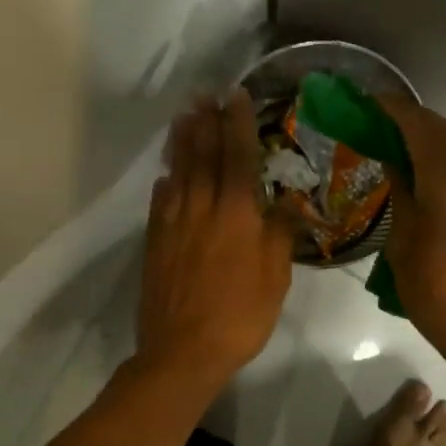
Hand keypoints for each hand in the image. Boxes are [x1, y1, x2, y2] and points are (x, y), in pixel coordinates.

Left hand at [136, 89, 294, 391]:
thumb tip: (289, 200)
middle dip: (206, 123)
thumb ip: (280, 233)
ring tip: (183, 117)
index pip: (237, 157)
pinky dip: (164, 182)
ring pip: (177, 173)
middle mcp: (201, 208)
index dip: (237, 124)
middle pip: (202, 156)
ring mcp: (173, 224)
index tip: (235, 96)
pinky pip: (159, 202)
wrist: (183, 351)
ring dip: (181, 143)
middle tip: (204, 95)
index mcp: (235, 213)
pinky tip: (165, 176)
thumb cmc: (240, 314)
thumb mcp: (275, 276)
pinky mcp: (155, 243)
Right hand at [377, 96, 445, 369]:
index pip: (420, 127)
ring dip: (431, 142)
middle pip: (444, 133)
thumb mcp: (403, 244)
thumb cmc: (436, 291)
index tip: (369, 100)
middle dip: (412, 120)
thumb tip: (395, 164)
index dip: (394, 109)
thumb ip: (402, 195)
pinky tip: (427, 180)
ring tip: (399, 148)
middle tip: (379, 121)